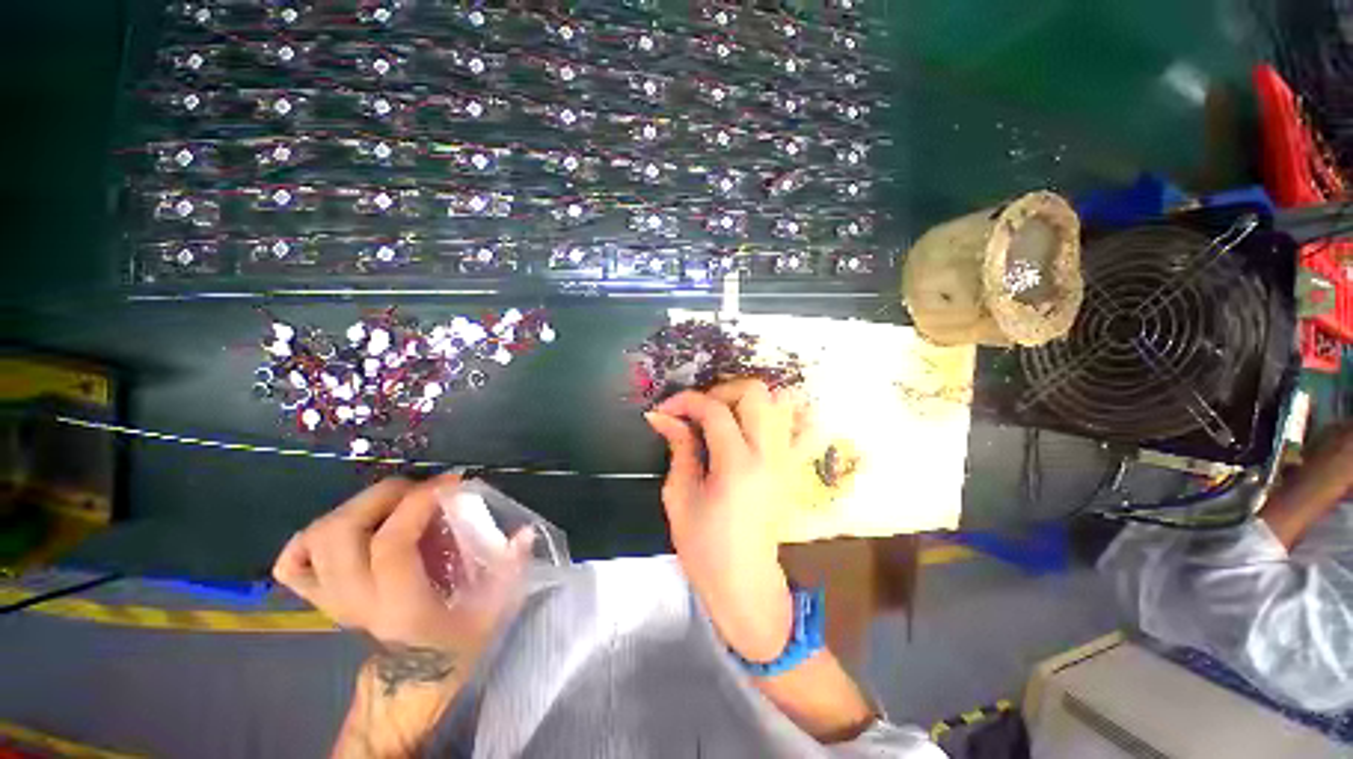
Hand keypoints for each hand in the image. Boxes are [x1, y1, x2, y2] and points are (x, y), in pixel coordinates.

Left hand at [273, 474, 533, 657]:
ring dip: (358, 506)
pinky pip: (293, 561)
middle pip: (342, 532)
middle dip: (386, 495)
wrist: (410, 682)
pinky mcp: (319, 598)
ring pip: (316, 537)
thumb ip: (510, 570)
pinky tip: (346, 527)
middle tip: (424, 488)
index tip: (453, 483)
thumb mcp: (493, 612)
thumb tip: (524, 531)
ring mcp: (330, 600)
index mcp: (401, 606)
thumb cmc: (455, 646)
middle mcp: (356, 601)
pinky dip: (311, 535)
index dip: (419, 502)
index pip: (392, 543)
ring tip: (397, 501)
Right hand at [645, 380, 799, 661]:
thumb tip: (662, 416)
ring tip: (720, 417)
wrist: (745, 583)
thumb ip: (679, 448)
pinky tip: (742, 428)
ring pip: (777, 401)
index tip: (665, 409)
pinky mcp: (788, 464)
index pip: (715, 410)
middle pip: (756, 392)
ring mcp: (784, 458)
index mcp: (738, 466)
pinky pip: (786, 422)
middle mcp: (769, 454)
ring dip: (745, 399)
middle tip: (698, 411)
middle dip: (721, 390)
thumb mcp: (680, 496)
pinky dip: (765, 413)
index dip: (686, 401)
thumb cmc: (705, 548)